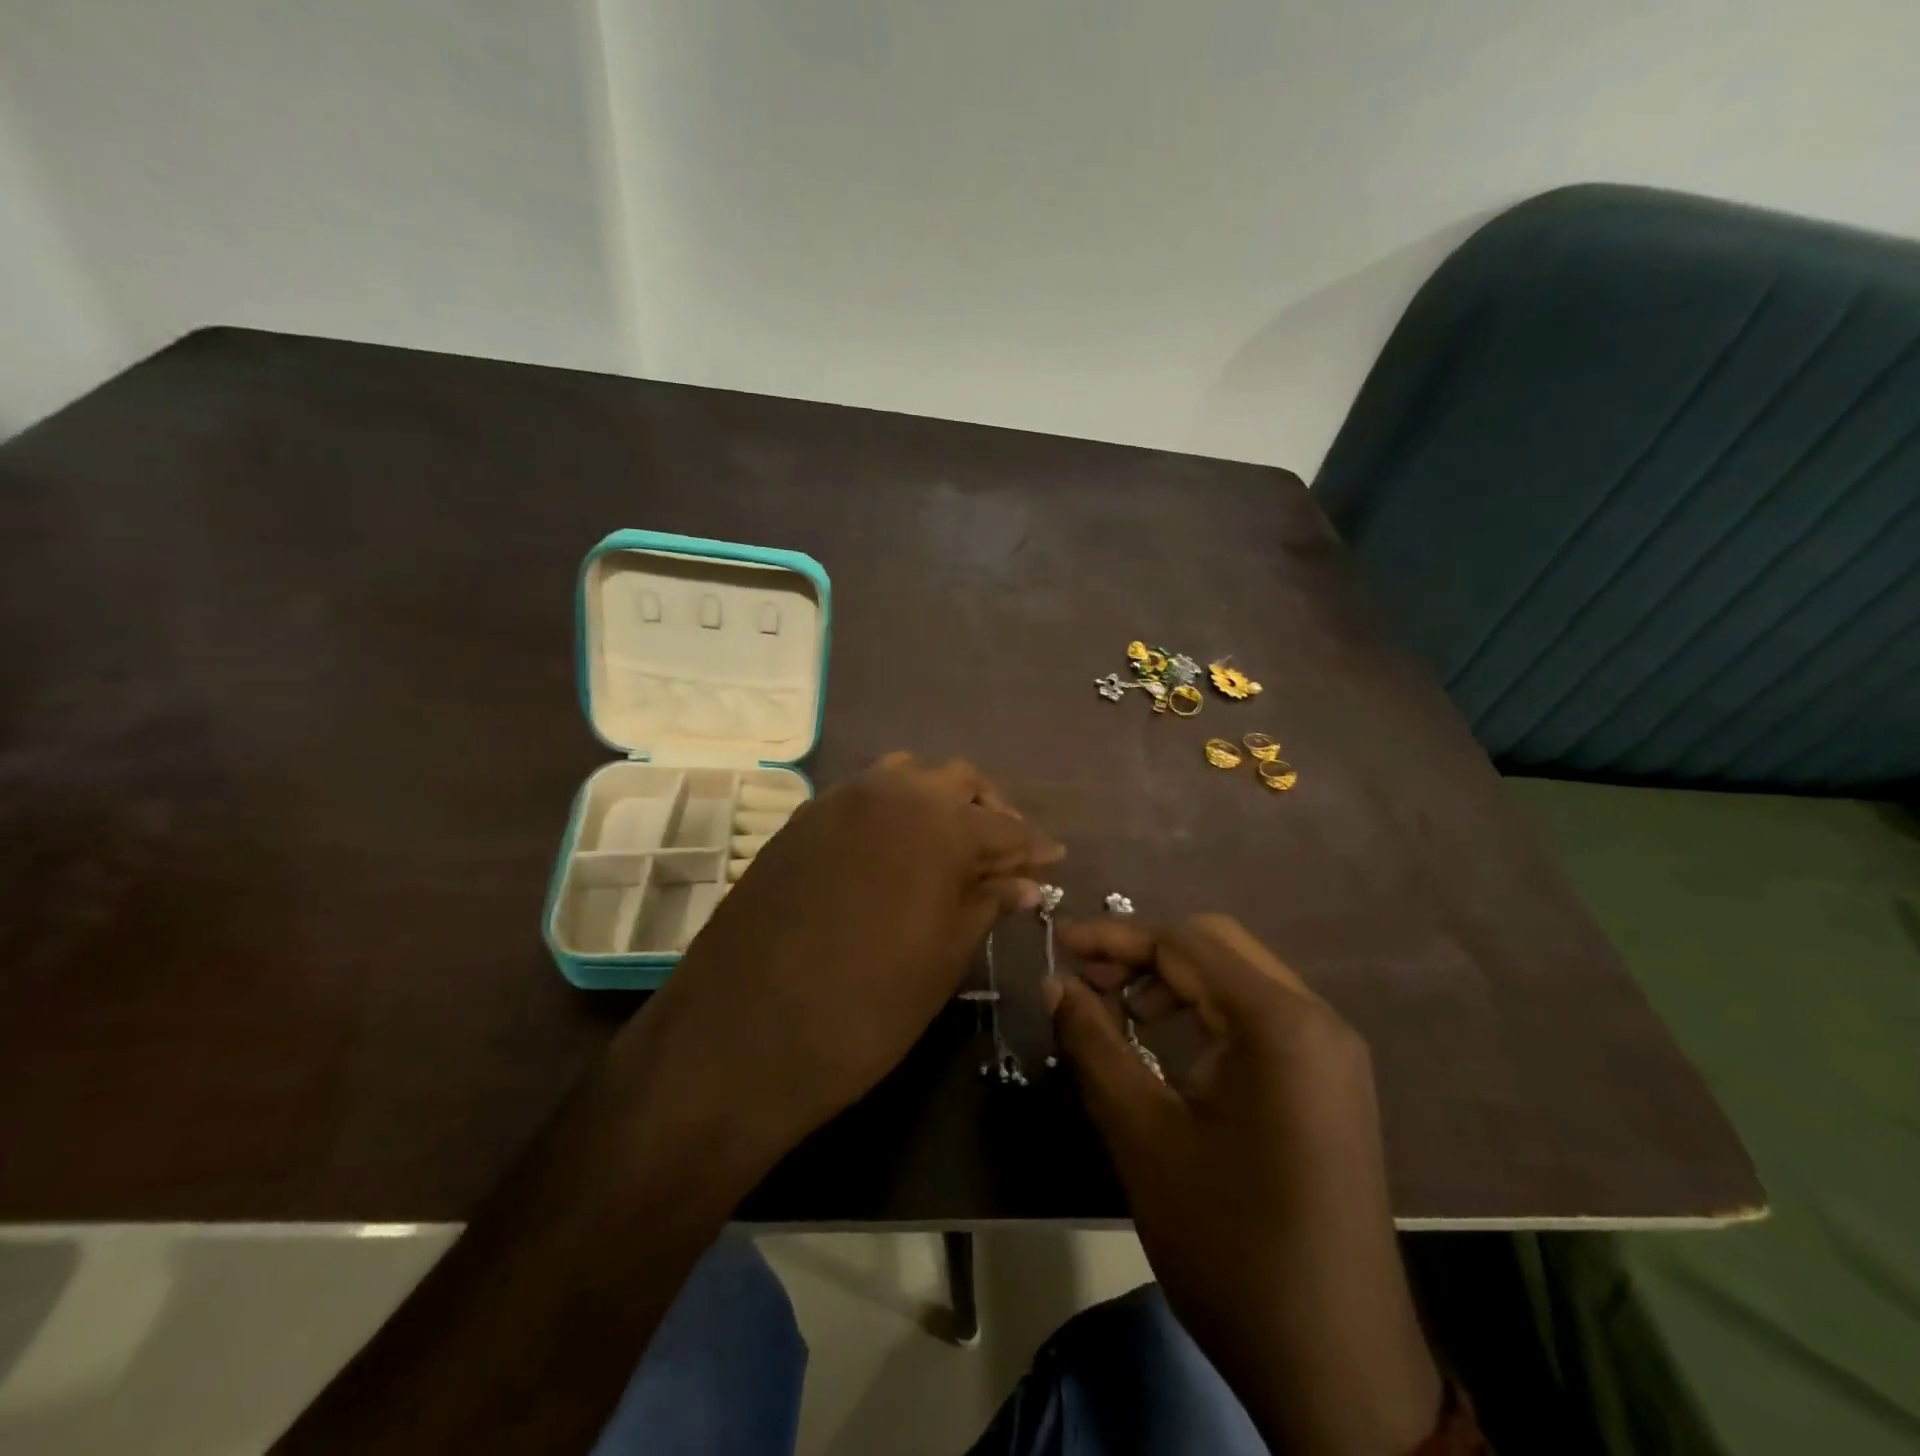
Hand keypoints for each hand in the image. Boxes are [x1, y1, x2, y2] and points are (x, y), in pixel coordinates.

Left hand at [615, 754, 1062, 1174]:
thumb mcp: (944, 960)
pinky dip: (893, 811)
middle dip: (990, 811)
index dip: (1033, 845)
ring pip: (906, 777)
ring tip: (951, 845)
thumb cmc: (865, 1008)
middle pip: (957, 782)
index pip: (1004, 825)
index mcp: (939, 824)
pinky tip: (896, 850)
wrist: (742, 1035)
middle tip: (1006, 853)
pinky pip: (862, 795)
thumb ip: (987, 905)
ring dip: (938, 800)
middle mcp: (890, 792)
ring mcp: (838, 800)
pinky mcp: (801, 819)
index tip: (1054, 859)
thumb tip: (1025, 882)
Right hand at [1053, 914, 1441, 1455]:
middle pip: (1215, 945)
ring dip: (1174, 981)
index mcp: (1277, 1023)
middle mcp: (1315, 1019)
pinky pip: (1259, 1017)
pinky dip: (1205, 1013)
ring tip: (1120, 1016)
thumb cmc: (1230, 1245)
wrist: (1337, 1369)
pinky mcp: (1331, 1083)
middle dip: (1144, 953)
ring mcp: (1331, 1052)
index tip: (1059, 946)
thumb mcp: (1142, 1135)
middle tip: (1088, 982)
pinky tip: (1168, 1047)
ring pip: (1238, 978)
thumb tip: (1056, 982)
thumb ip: (1094, 1043)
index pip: (1183, 942)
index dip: (1115, 938)